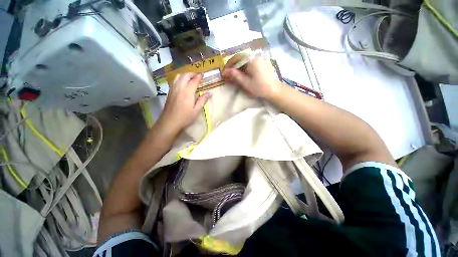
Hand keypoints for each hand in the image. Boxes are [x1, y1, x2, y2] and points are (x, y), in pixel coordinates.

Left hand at [158, 73, 211, 133]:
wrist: (169, 122)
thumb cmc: (185, 117)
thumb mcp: (196, 110)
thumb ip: (203, 100)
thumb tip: (210, 93)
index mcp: (188, 92)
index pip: (194, 80)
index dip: (199, 77)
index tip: (203, 75)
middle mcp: (179, 87)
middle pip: (185, 75)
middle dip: (192, 73)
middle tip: (198, 75)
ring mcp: (173, 89)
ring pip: (178, 76)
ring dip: (185, 75)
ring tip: (191, 78)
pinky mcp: (169, 92)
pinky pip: (174, 81)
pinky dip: (180, 78)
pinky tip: (183, 83)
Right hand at [222, 54, 284, 99]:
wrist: (275, 90)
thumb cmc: (260, 87)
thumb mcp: (246, 83)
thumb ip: (235, 75)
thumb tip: (225, 71)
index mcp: (252, 59)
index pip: (237, 57)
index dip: (229, 64)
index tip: (225, 71)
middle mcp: (256, 56)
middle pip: (241, 58)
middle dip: (234, 66)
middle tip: (229, 75)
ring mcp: (260, 59)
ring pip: (246, 61)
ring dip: (239, 67)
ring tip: (235, 76)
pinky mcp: (263, 63)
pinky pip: (251, 63)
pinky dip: (245, 68)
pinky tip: (243, 74)